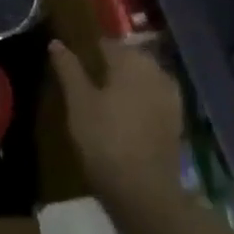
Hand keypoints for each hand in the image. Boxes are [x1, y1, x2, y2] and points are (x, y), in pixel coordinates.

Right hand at [50, 39, 184, 210]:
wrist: (145, 190)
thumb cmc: (105, 139)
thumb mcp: (78, 102)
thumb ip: (68, 69)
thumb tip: (56, 42)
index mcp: (131, 60)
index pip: (108, 43)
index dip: (90, 50)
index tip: (76, 61)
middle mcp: (156, 71)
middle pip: (129, 58)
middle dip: (111, 65)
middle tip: (89, 81)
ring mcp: (171, 96)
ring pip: (144, 78)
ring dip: (127, 83)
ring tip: (105, 98)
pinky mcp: (177, 120)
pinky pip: (154, 98)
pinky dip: (140, 100)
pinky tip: (126, 115)